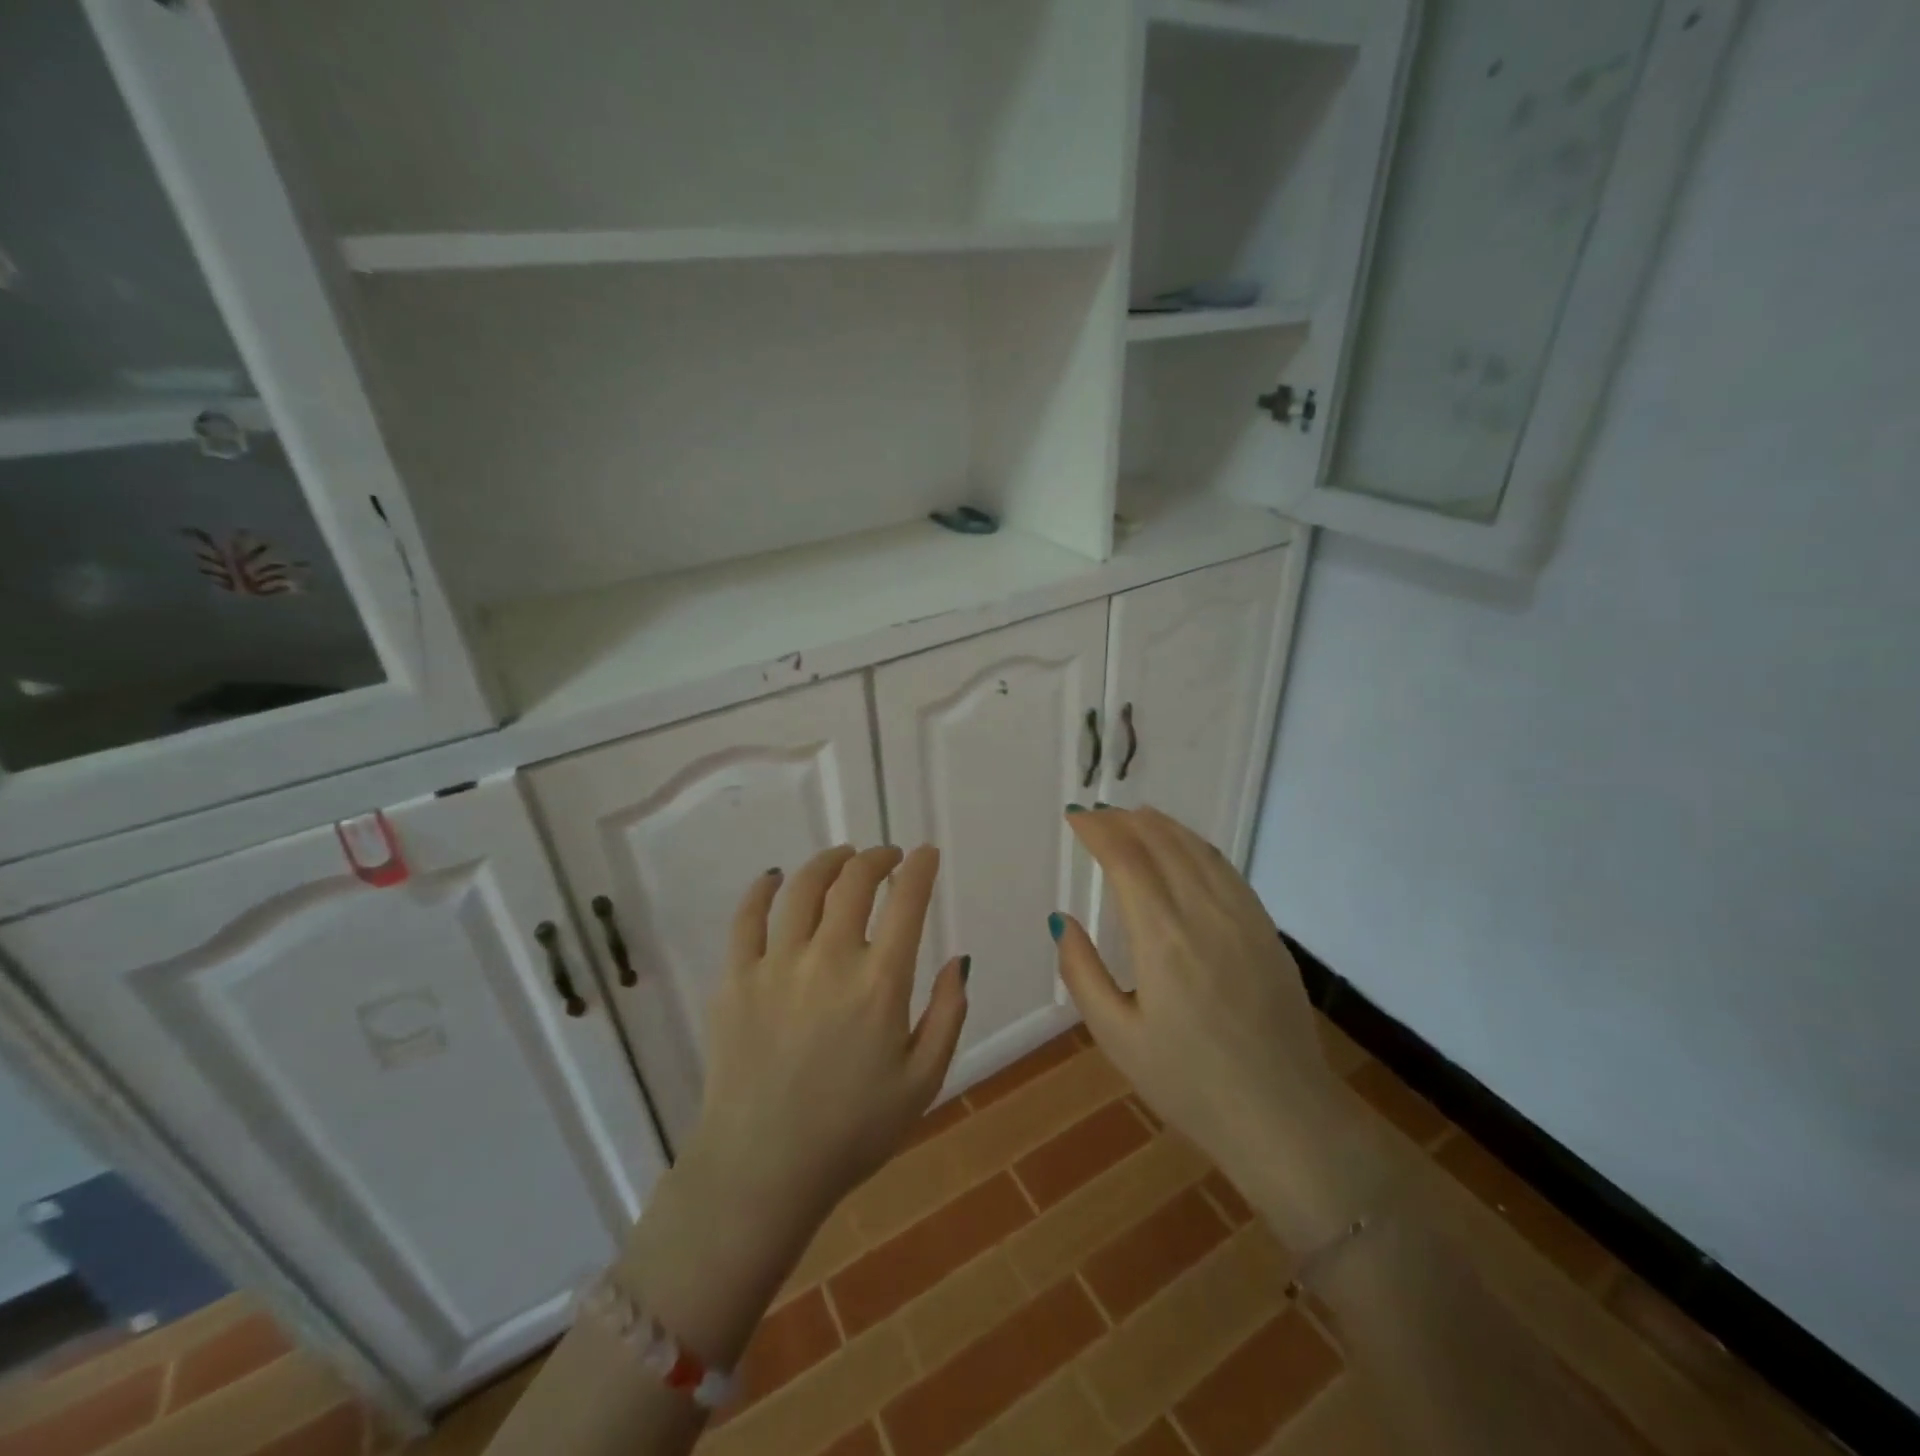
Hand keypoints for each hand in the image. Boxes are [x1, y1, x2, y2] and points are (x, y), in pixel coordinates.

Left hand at [685, 844, 970, 1229]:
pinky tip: (774, 878)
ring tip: (842, 859)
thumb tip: (959, 959)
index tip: (926, 854)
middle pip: (854, 881)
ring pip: (803, 887)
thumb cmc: (852, 1132)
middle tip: (886, 858)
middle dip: (877, 857)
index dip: (920, 867)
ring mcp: (776, 964)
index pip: (906, 900)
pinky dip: (763, 888)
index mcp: (879, 983)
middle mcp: (829, 958)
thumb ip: (948, 1014)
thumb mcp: (923, 1081)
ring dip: (828, 862)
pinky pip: (746, 917)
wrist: (762, 1171)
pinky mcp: (735, 979)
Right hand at [1052, 807, 1378, 1247]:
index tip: (1075, 818)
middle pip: (1162, 844)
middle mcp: (1205, 915)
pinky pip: (1227, 870)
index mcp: (1163, 940)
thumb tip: (1063, 920)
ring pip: (1198, 850)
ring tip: (1134, 816)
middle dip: (1125, 820)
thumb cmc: (1190, 1085)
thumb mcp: (1118, 1039)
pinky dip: (1197, 846)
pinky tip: (1185, 848)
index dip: (1098, 830)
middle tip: (1097, 814)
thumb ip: (1083, 973)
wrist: (1285, 1118)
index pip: (1126, 860)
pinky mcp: (1268, 931)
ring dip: (1162, 825)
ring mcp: (1243, 919)